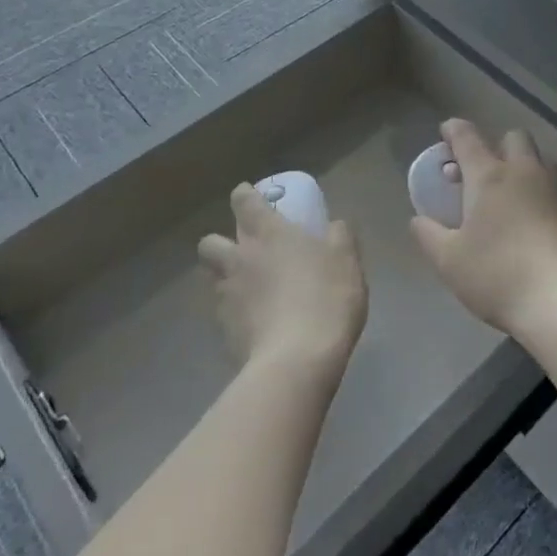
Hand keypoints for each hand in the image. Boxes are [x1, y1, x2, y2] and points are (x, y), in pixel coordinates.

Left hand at [199, 185, 366, 373]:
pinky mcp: (224, 330)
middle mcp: (240, 259)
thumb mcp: (346, 261)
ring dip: (224, 277)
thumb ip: (340, 237)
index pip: (244, 201)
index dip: (245, 196)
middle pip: (210, 241)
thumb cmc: (326, 297)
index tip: (251, 197)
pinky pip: (222, 312)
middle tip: (244, 250)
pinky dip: (234, 312)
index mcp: (268, 234)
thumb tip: (335, 225)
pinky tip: (255, 321)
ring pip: (211, 277)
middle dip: (220, 242)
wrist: (298, 359)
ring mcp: (227, 296)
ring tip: (248, 288)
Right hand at [409, 119, 556, 339]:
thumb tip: (419, 219)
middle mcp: (527, 173)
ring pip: (543, 162)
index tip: (447, 131)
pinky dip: (548, 200)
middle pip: (514, 138)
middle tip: (485, 173)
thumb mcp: (449, 262)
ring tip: (515, 199)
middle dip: (498, 146)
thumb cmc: (498, 277)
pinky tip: (542, 228)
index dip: (454, 130)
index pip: (467, 138)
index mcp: (490, 177)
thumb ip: (429, 235)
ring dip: (527, 169)